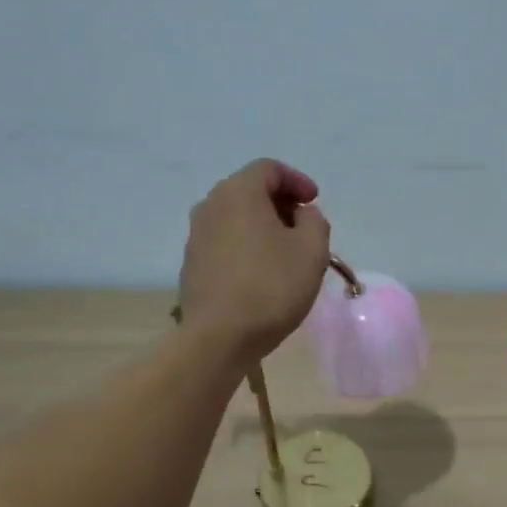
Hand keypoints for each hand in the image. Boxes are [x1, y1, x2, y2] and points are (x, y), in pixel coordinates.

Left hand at [178, 160, 330, 364]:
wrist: (220, 337)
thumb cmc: (272, 287)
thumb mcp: (312, 250)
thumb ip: (314, 221)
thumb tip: (301, 215)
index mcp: (238, 192)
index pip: (269, 169)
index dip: (297, 180)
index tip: (314, 202)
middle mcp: (210, 205)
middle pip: (249, 190)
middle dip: (280, 203)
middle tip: (303, 227)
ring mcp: (196, 236)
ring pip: (235, 218)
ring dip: (262, 226)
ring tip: (285, 253)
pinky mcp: (192, 264)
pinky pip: (224, 242)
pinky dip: (245, 246)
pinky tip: (261, 273)